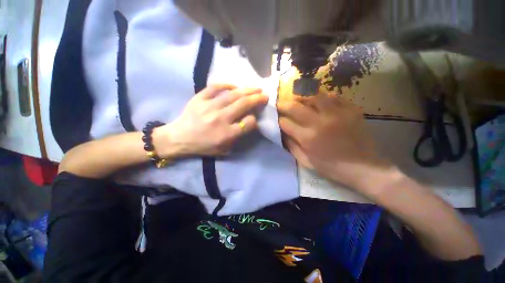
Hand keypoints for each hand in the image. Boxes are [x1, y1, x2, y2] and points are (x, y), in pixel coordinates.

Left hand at [154, 84, 267, 156]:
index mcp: (226, 134)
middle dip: (257, 99)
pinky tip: (235, 85)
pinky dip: (226, 85)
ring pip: (232, 95)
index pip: (248, 123)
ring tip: (256, 88)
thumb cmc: (203, 146)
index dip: (254, 119)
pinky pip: (215, 87)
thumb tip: (249, 120)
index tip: (255, 116)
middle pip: (243, 105)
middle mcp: (220, 119)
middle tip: (265, 94)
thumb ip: (238, 136)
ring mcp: (209, 107)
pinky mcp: (199, 98)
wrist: (179, 138)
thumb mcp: (224, 148)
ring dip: (247, 90)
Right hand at [278, 90, 390, 189]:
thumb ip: (291, 146)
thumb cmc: (332, 167)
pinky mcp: (351, 109)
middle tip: (280, 104)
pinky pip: (333, 96)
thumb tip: (282, 132)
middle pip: (295, 106)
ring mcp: (337, 114)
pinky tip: (319, 101)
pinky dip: (322, 97)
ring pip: (313, 95)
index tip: (277, 119)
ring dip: (301, 96)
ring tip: (298, 98)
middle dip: (283, 104)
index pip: (285, 123)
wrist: (364, 167)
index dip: (278, 120)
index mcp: (308, 138)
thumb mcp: (306, 161)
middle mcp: (319, 123)